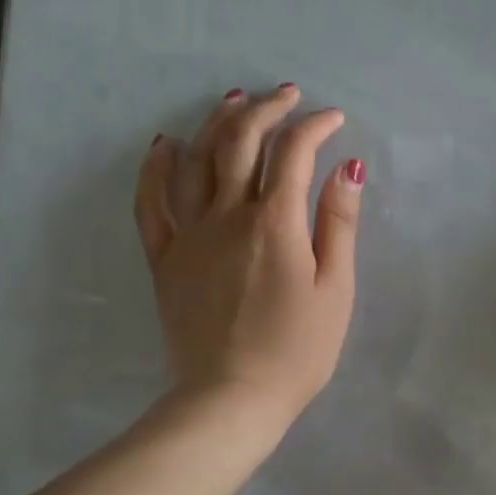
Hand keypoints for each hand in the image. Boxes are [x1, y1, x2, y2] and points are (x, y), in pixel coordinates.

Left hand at [134, 84, 364, 431]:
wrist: (231, 399)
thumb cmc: (297, 351)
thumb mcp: (336, 291)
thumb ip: (339, 225)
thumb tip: (345, 168)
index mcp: (275, 224)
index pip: (293, 152)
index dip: (314, 126)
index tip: (333, 119)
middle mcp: (227, 216)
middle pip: (240, 142)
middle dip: (266, 109)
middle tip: (286, 95)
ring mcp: (188, 235)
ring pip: (195, 161)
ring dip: (215, 123)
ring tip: (233, 101)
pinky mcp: (164, 259)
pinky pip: (150, 203)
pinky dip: (155, 168)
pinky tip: (164, 145)